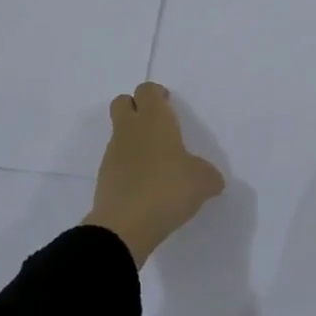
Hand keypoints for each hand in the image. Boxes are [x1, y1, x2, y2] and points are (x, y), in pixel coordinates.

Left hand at [84, 82, 224, 266]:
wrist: (125, 225)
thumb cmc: (168, 189)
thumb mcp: (203, 182)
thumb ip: (209, 175)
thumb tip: (211, 179)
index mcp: (154, 119)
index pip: (147, 90)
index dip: (157, 94)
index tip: (169, 106)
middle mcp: (130, 129)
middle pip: (122, 102)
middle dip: (136, 107)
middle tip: (157, 126)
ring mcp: (113, 152)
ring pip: (119, 132)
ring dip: (133, 139)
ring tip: (155, 163)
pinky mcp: (104, 176)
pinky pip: (117, 160)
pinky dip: (128, 165)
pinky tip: (145, 185)